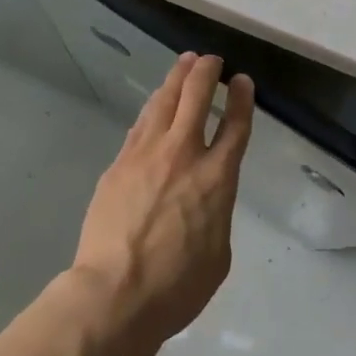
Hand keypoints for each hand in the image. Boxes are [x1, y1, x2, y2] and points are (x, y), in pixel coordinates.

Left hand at [71, 53, 254, 355]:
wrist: (114, 294)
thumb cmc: (176, 287)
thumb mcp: (218, 255)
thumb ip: (217, 215)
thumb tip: (207, 202)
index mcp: (217, 178)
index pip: (234, 125)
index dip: (241, 99)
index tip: (242, 81)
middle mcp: (183, 155)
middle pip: (196, 97)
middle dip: (207, 71)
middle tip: (212, 61)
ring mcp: (146, 155)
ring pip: (164, 101)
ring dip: (177, 78)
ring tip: (185, 63)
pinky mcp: (119, 164)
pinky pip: (140, 124)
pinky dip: (153, 106)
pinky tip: (156, 102)